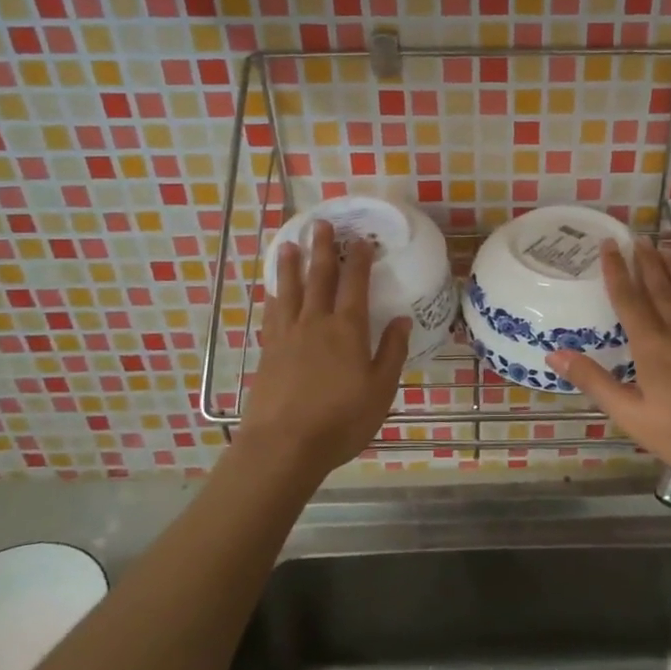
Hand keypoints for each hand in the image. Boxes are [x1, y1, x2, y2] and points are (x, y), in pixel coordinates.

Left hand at [236, 220, 410, 483]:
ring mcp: (287, 335)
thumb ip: (392, 351)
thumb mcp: (381, 389)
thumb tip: (402, 319)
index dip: (358, 259)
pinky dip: (273, 297)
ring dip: (290, 265)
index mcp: (347, 329)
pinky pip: (271, 314)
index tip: (360, 238)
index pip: (355, 284)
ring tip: (288, 244)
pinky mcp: (267, 351)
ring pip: (289, 290)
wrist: (284, 445)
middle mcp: (315, 322)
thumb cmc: (341, 419)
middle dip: (322, 249)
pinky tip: (271, 291)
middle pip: (319, 277)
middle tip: (320, 223)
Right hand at [548, 240, 670, 487]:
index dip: (616, 271)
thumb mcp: (633, 416)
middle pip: (659, 288)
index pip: (628, 299)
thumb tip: (555, 352)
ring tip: (664, 249)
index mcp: (652, 346)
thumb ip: (595, 382)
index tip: (608, 245)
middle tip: (636, 238)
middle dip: (645, 262)